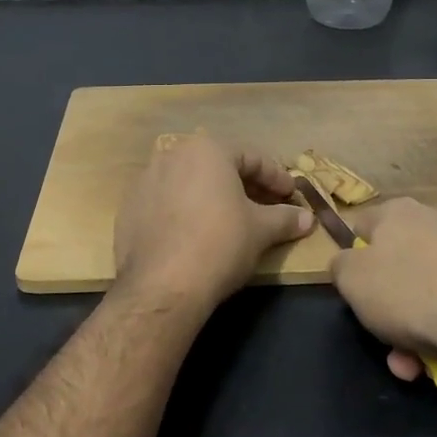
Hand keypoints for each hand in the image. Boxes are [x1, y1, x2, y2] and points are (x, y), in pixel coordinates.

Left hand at [114, 134, 314, 308]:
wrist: (161, 286)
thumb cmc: (220, 244)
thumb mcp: (261, 231)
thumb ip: (285, 218)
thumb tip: (307, 218)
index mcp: (207, 150)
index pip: (252, 157)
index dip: (277, 178)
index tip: (291, 197)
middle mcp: (172, 155)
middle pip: (218, 167)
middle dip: (245, 186)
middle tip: (267, 208)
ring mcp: (145, 181)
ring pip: (189, 183)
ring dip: (213, 198)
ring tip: (232, 222)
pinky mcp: (128, 209)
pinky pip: (166, 203)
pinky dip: (186, 212)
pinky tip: (197, 236)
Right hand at [332, 198, 436, 387]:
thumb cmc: (407, 291)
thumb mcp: (350, 279)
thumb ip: (340, 266)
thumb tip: (348, 263)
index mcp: (397, 212)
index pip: (362, 227)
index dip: (353, 259)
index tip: (354, 292)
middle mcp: (434, 224)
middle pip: (396, 269)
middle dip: (386, 312)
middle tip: (385, 344)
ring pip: (424, 296)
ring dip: (412, 333)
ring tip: (414, 366)